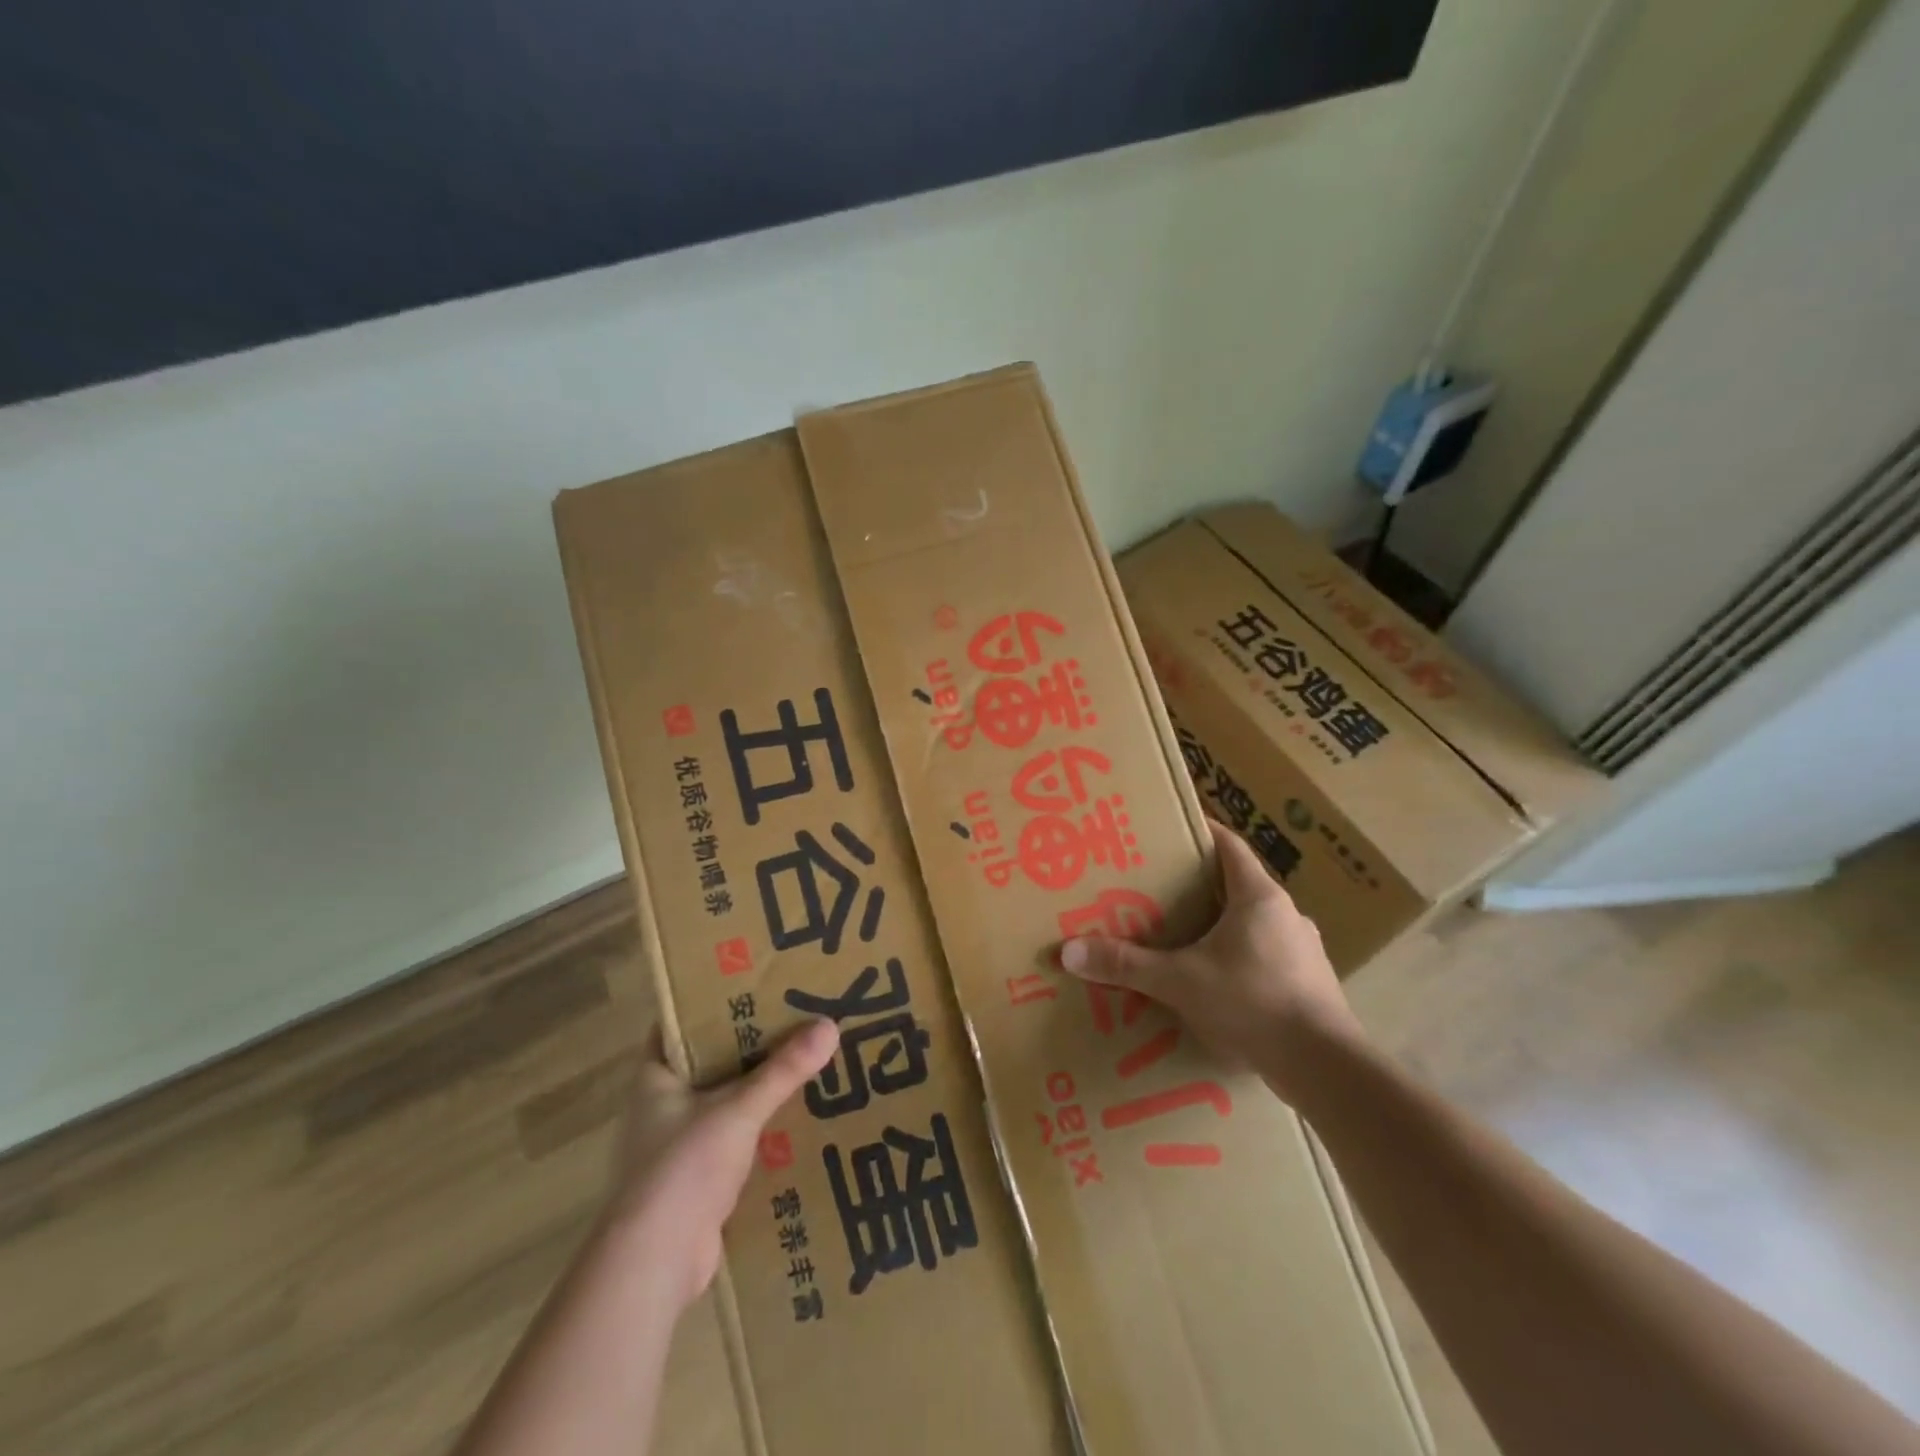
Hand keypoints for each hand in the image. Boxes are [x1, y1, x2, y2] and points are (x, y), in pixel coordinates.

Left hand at [606, 1018, 838, 1310]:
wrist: (653, 1264)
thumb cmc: (683, 1168)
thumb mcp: (738, 1109)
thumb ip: (783, 1070)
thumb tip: (830, 1025)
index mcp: (654, 1077)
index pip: (680, 1024)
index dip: (711, 1002)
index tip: (752, 984)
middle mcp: (659, 1106)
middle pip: (708, 1060)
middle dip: (746, 1044)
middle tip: (791, 1018)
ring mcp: (674, 1145)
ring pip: (721, 1101)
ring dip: (754, 1088)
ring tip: (801, 1061)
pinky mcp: (694, 1179)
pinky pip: (731, 1138)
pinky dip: (757, 1128)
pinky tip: (793, 1118)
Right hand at [1056, 819, 1360, 1104]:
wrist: (1325, 1066)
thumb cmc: (1253, 1002)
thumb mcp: (1181, 981)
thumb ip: (1127, 965)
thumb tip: (1069, 952)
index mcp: (1259, 897)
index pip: (1229, 846)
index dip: (1201, 832)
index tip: (1170, 829)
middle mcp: (1285, 914)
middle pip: (1238, 884)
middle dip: (1200, 884)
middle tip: (1160, 887)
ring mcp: (1302, 950)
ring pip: (1253, 923)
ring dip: (1221, 925)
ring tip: (1183, 936)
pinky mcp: (1308, 983)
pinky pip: (1265, 956)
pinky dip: (1239, 958)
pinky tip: (1216, 982)